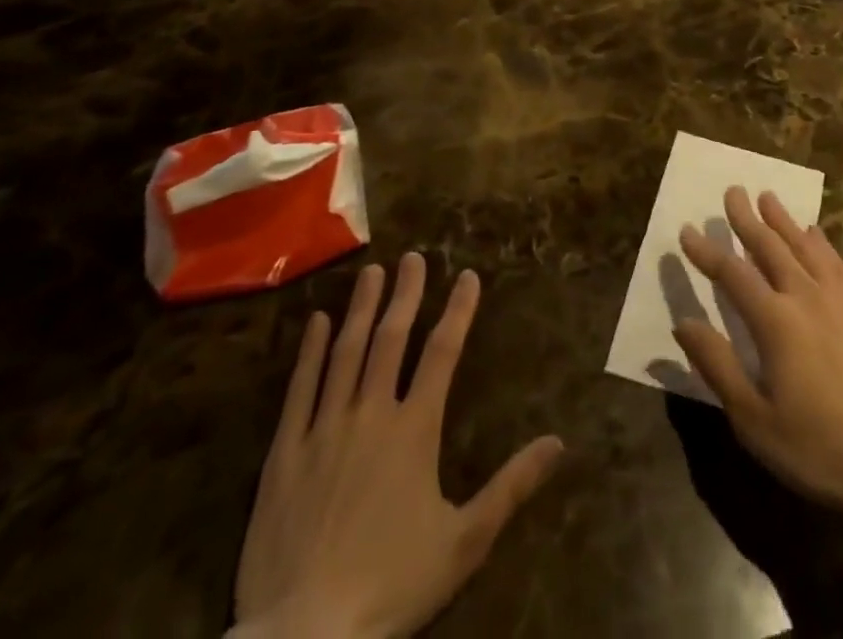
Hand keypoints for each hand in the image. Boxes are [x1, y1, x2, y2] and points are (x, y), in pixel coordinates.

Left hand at [232, 253, 563, 638]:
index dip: (458, 311)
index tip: (468, 276)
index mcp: (414, 429)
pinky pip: (299, 390)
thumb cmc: (391, 586)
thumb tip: (559, 442)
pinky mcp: (284, 455)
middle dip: (406, 294)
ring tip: (372, 272)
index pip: (442, 353)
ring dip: (361, 309)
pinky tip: (316, 323)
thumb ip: (512, 486)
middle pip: (391, 339)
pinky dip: (310, 352)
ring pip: (345, 353)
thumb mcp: (465, 541)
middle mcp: (371, 414)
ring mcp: (324, 430)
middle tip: (414, 257)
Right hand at [673, 187, 842, 516]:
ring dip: (783, 220)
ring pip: (804, 246)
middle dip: (747, 219)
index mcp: (775, 321)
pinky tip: (815, 233)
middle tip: (733, 191)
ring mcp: (840, 300)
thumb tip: (683, 323)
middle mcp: (806, 297)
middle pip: (770, 246)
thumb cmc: (817, 447)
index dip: (707, 252)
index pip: (733, 274)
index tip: (687, 230)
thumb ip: (717, 365)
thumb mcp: (754, 419)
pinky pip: (836, 262)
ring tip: (768, 196)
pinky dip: (820, 242)